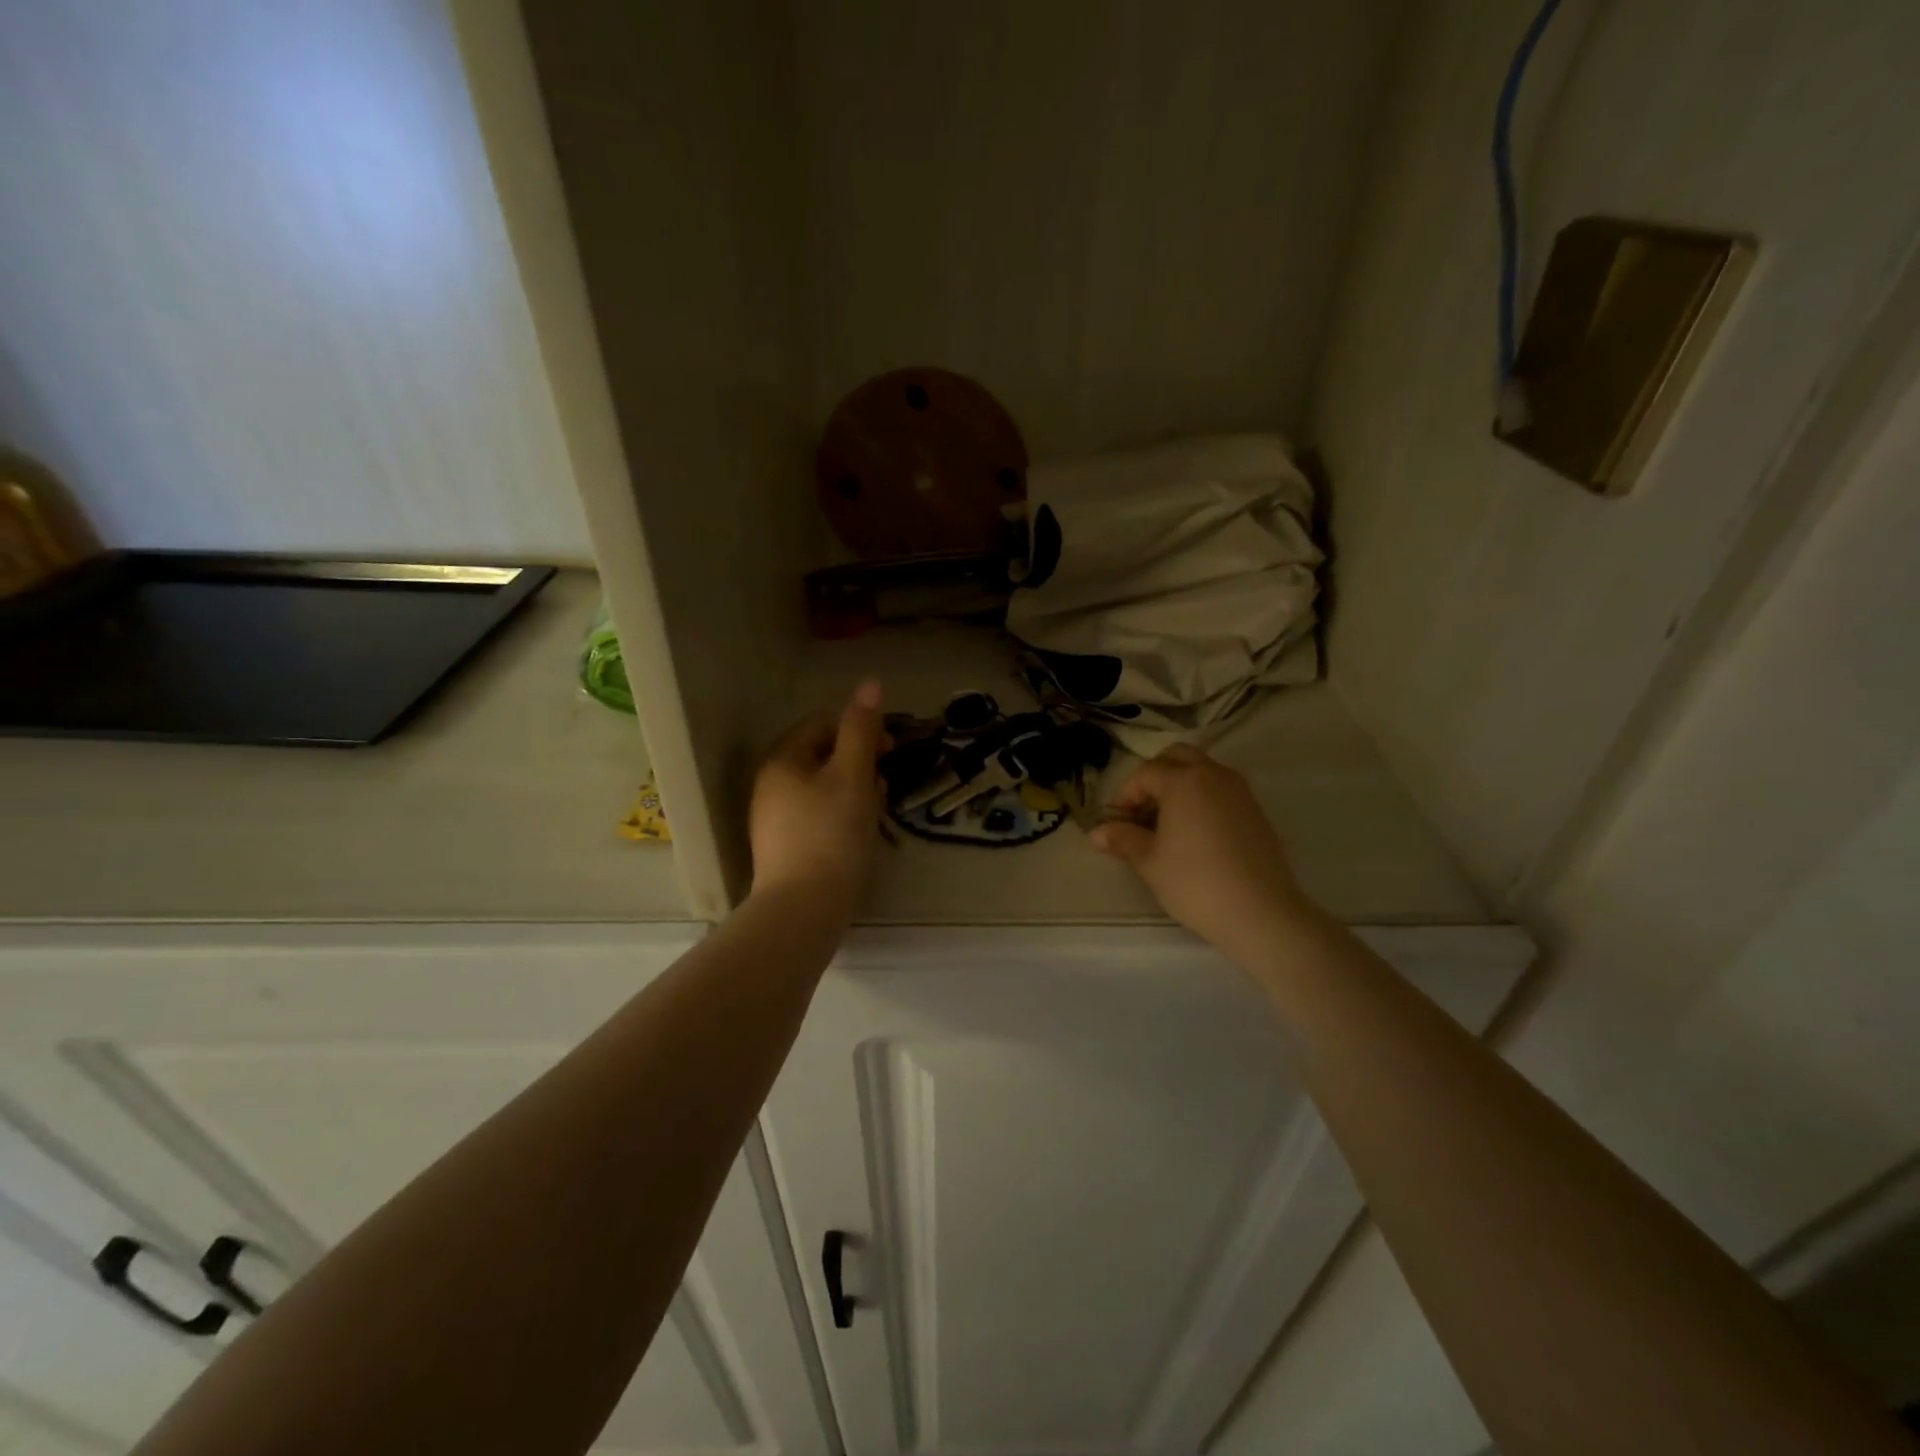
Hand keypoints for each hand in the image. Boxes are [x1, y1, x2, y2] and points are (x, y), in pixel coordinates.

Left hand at [749, 681, 888, 917]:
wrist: (803, 909)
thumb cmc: (831, 834)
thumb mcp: (853, 775)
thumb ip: (862, 729)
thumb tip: (871, 683)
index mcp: (783, 760)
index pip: (823, 723)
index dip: (860, 729)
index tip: (891, 750)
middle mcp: (771, 784)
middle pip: (822, 755)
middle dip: (859, 761)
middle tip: (885, 783)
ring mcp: (775, 817)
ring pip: (822, 786)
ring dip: (854, 788)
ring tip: (878, 808)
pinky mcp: (785, 845)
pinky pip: (817, 813)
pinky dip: (842, 812)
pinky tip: (860, 831)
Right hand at [1089, 745, 1316, 964]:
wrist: (1260, 912)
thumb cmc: (1195, 882)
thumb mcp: (1149, 862)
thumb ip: (1122, 839)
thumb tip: (1096, 832)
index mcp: (1183, 781)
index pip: (1144, 774)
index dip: (1124, 796)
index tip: (1114, 823)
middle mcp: (1213, 774)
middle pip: (1177, 757)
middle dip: (1154, 777)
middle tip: (1140, 811)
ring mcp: (1239, 790)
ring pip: (1202, 770)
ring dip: (1179, 785)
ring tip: (1166, 823)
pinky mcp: (1256, 810)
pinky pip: (1221, 789)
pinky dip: (1202, 798)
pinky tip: (1194, 833)